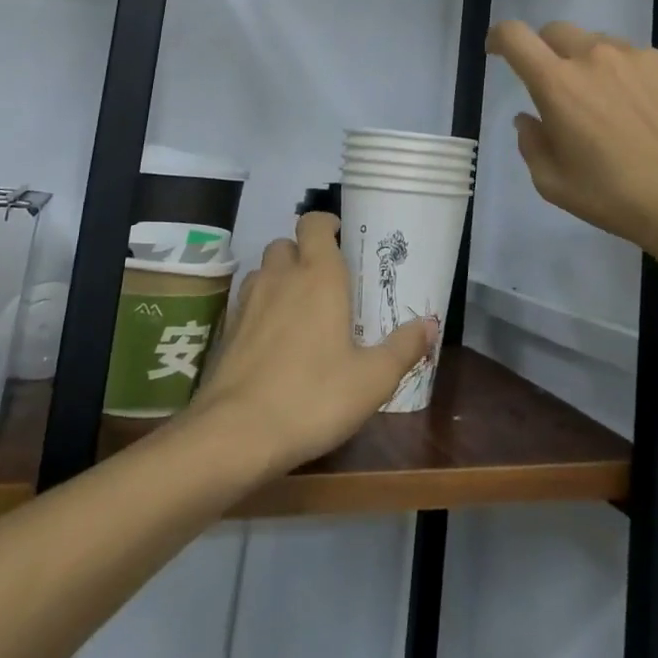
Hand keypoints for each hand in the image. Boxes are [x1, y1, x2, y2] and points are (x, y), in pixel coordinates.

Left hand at [186, 213, 435, 475]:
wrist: (234, 435)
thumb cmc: (312, 397)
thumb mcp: (372, 379)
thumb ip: (403, 347)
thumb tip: (430, 324)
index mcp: (318, 275)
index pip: (314, 223)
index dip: (327, 224)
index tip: (343, 239)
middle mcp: (280, 277)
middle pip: (286, 244)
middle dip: (304, 253)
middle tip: (327, 282)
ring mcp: (248, 302)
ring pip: (264, 271)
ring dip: (280, 279)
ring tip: (300, 310)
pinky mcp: (226, 330)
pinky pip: (247, 302)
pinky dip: (261, 308)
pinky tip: (274, 341)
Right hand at [486, 20, 657, 256]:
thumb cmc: (614, 197)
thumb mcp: (553, 183)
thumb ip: (531, 143)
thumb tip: (529, 118)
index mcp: (558, 83)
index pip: (516, 36)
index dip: (500, 37)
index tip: (499, 49)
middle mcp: (596, 56)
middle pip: (559, 32)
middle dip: (551, 52)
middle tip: (564, 88)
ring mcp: (642, 55)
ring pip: (607, 47)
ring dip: (601, 68)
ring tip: (621, 111)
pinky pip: (649, 63)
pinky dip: (643, 81)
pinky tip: (657, 116)